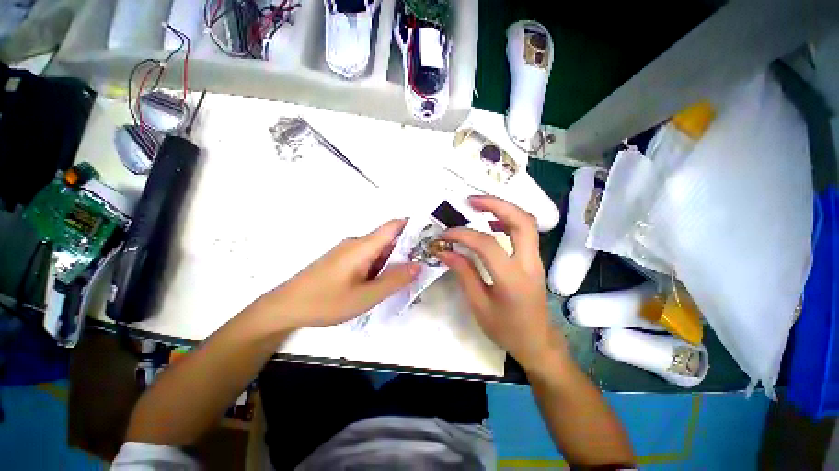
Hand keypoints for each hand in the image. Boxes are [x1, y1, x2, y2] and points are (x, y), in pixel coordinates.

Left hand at [252, 220, 419, 330]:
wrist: (284, 307)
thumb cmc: (325, 301)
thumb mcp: (365, 296)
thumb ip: (394, 280)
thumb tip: (418, 265)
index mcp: (363, 246)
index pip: (393, 226)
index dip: (413, 226)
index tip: (430, 236)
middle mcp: (357, 243)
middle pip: (388, 240)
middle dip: (408, 250)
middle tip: (424, 266)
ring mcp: (348, 252)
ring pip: (379, 251)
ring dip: (394, 261)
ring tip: (408, 278)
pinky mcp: (343, 261)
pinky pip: (368, 259)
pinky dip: (381, 267)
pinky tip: (384, 284)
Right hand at [437, 196, 565, 369]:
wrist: (538, 343)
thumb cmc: (506, 329)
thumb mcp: (478, 305)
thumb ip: (463, 273)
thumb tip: (445, 250)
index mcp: (512, 280)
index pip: (487, 245)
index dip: (463, 234)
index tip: (445, 234)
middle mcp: (529, 264)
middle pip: (522, 221)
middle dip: (496, 204)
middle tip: (471, 200)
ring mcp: (536, 259)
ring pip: (527, 222)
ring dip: (503, 208)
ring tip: (478, 206)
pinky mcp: (534, 259)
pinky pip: (525, 232)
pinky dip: (508, 220)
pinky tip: (491, 224)